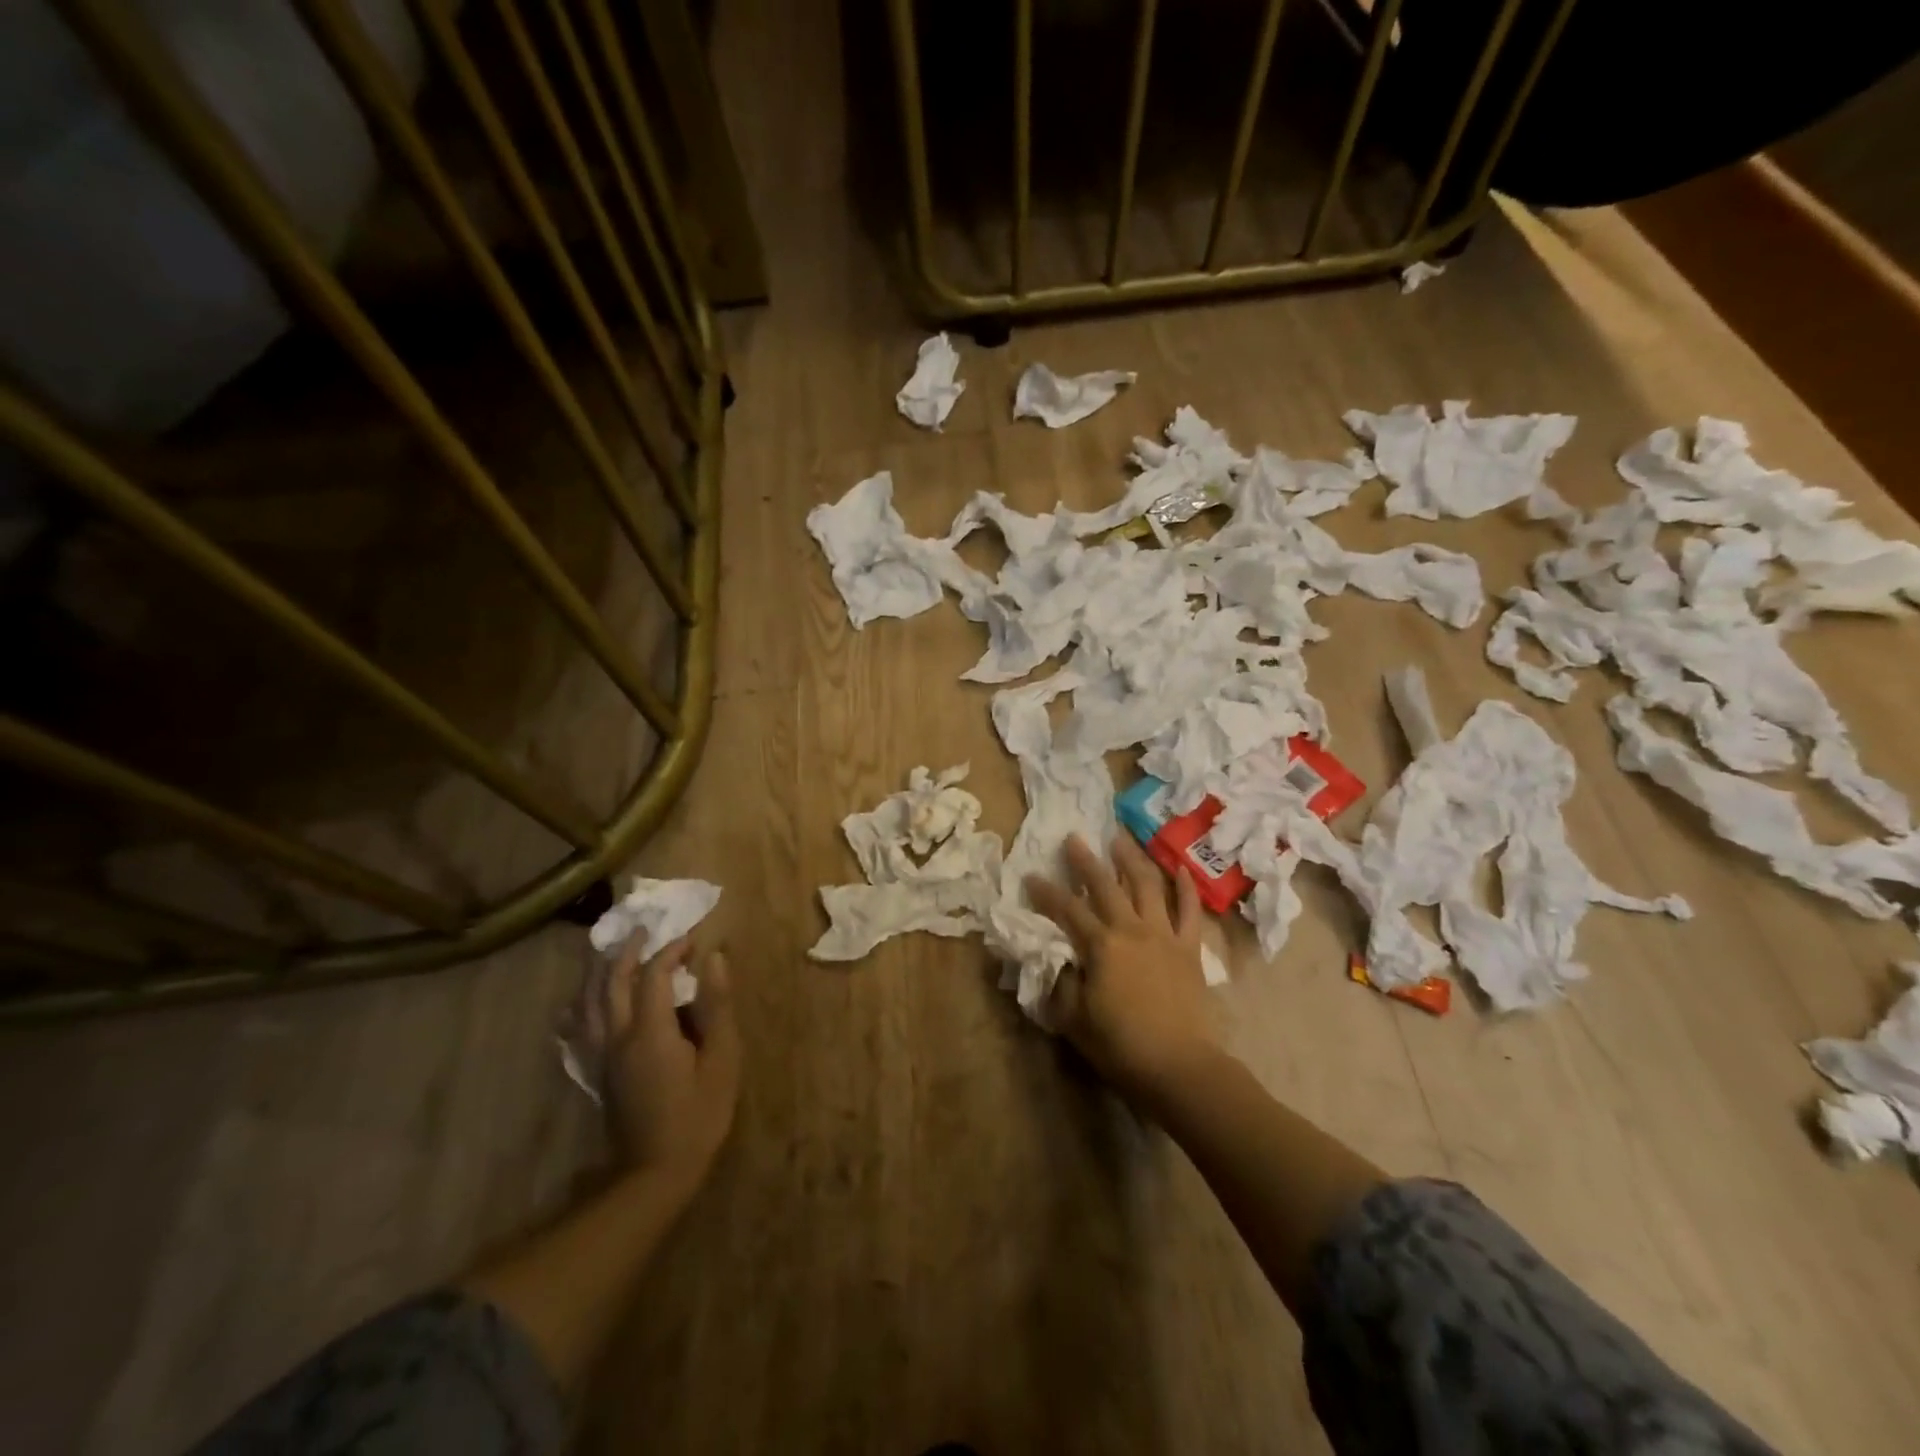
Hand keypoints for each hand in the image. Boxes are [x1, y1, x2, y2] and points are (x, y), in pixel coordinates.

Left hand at [602, 935, 740, 1194]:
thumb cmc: (698, 1115)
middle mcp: (618, 1036)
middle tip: (644, 929)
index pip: (654, 974)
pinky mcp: (598, 1073)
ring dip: (599, 972)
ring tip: (611, 953)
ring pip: (590, 1002)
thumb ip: (717, 1006)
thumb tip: (715, 958)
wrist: (655, 1174)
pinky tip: (579, 1003)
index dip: (672, 950)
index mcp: (650, 1031)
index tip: (692, 939)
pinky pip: (580, 1029)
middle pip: (612, 982)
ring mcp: (603, 1056)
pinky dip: (580, 1007)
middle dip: (628, 951)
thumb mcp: (722, 1060)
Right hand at [1024, 833, 1219, 1107]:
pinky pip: (1190, 910)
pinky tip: (1179, 867)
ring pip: (1147, 886)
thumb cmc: (1121, 1045)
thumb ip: (1060, 984)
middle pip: (1105, 885)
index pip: (1066, 910)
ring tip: (1120, 839)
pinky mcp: (1189, 948)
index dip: (1046, 892)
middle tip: (1073, 838)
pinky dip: (1185, 887)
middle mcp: (1131, 929)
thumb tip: (1053, 959)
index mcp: (1100, 946)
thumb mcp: (1074, 1019)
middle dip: (1085, 861)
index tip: (1031, 876)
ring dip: (1131, 859)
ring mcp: (1164, 935)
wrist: (1180, 1066)